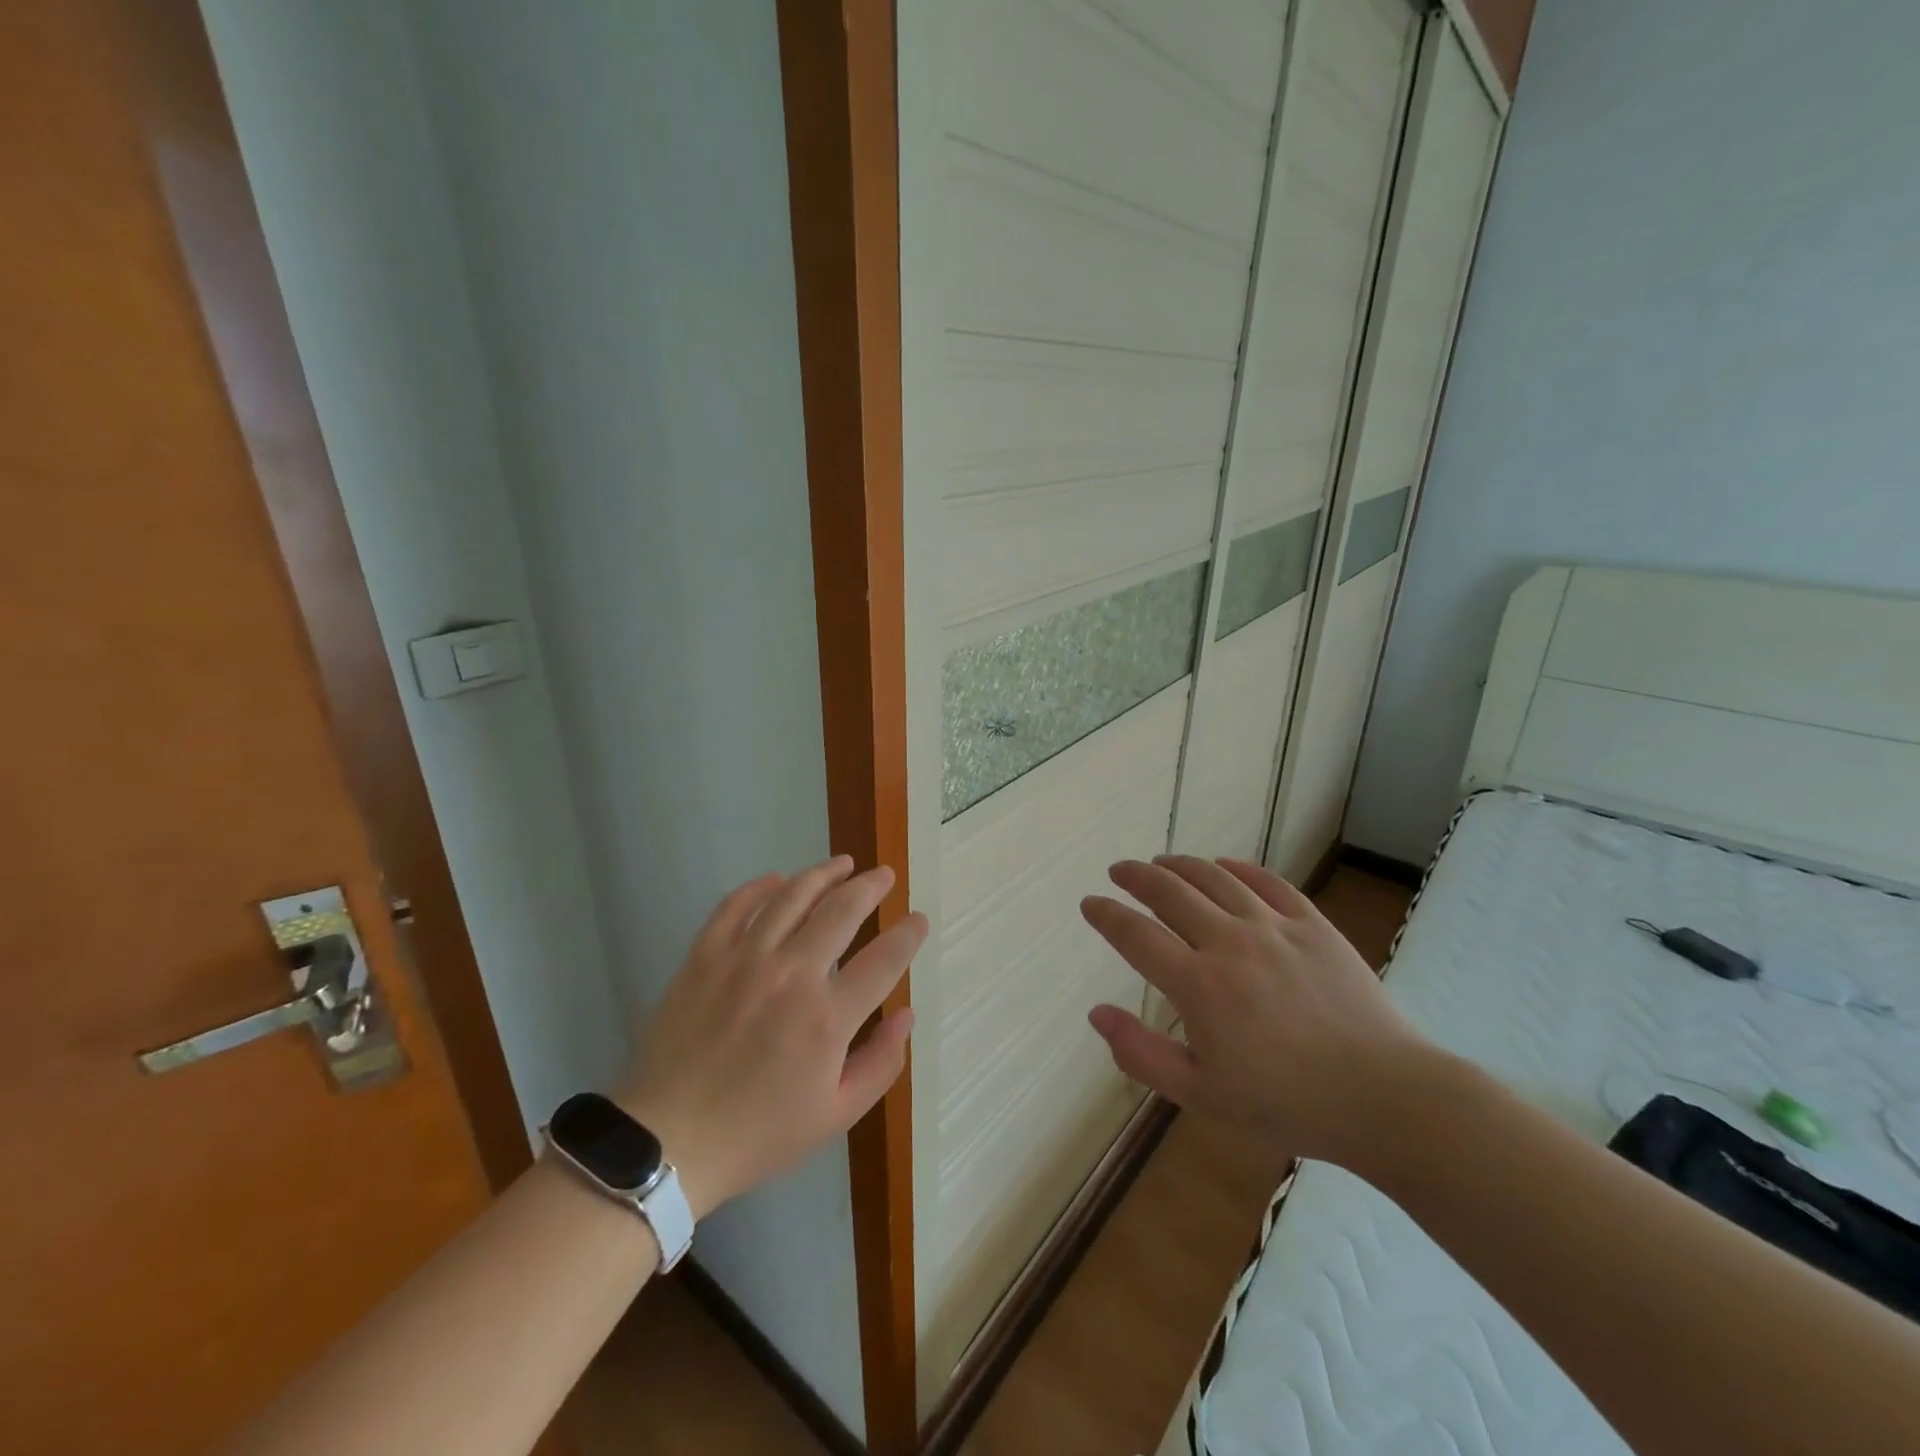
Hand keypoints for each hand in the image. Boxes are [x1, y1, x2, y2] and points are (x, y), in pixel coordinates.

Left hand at [617, 856, 925, 1217]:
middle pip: (842, 910)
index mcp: (828, 1018)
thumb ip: (881, 1063)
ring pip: (792, 895)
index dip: (908, 934)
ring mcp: (744, 959)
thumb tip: (906, 1014)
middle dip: (871, 886)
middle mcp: (791, 974)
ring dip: (824, 874)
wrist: (668, 1141)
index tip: (918, 919)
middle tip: (884, 875)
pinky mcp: (705, 956)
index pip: (884, 959)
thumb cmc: (759, 1133)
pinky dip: (760, 887)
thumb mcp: (836, 1116)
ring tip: (843, 864)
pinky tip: (777, 880)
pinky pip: (736, 905)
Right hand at [1081, 855, 1427, 1165]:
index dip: (1106, 915)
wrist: (1383, 1096)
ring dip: (1180, 865)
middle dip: (1136, 877)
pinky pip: (1267, 882)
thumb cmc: (1286, 1102)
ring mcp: (1274, 928)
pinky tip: (1224, 865)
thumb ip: (1141, 1053)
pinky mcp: (1313, 924)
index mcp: (1198, 985)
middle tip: (1119, 871)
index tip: (1090, 903)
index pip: (1135, 935)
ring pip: (1215, 878)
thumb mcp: (1201, 1094)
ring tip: (1162, 862)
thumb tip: (1097, 1013)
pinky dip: (1238, 868)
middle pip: (1170, 893)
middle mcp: (1230, 943)